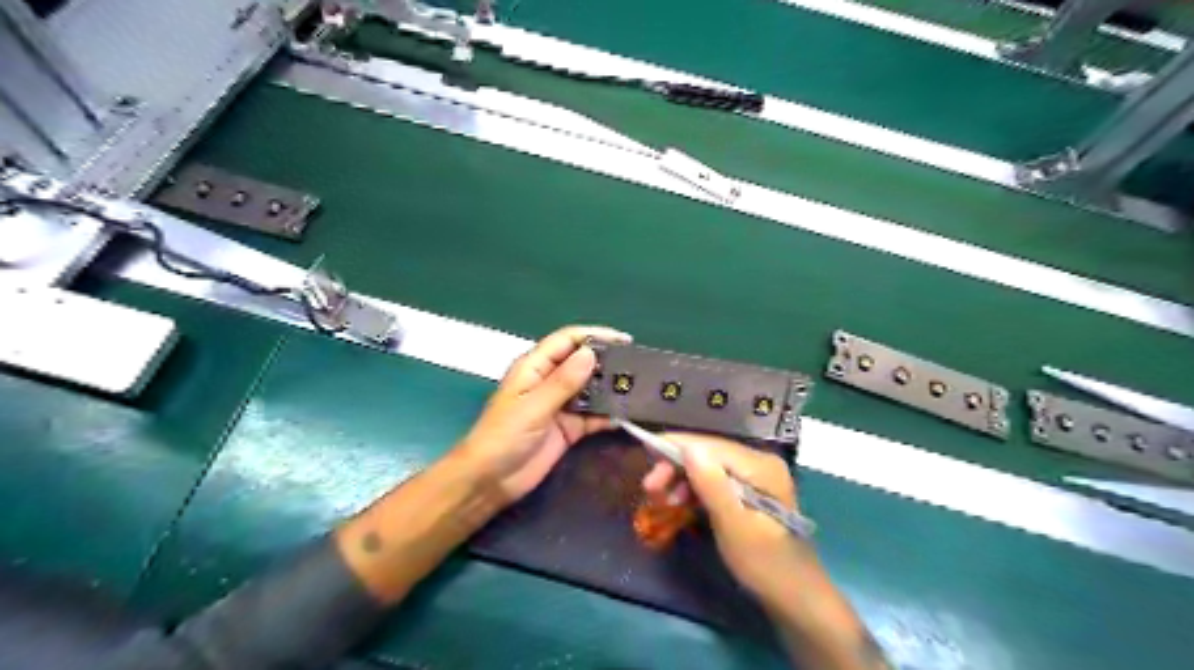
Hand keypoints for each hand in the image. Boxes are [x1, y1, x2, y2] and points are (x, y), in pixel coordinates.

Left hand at [456, 324, 627, 506]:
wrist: (490, 481)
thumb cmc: (503, 437)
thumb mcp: (533, 407)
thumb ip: (563, 382)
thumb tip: (591, 353)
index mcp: (535, 367)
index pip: (567, 341)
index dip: (595, 335)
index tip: (624, 340)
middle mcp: (550, 381)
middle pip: (583, 362)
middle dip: (608, 362)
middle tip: (638, 365)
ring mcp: (561, 405)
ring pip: (591, 389)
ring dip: (612, 388)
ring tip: (641, 387)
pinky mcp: (569, 428)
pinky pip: (594, 416)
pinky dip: (610, 414)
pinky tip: (629, 414)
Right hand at [640, 431, 816, 603]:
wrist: (795, 597)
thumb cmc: (764, 563)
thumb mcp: (733, 525)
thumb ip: (711, 484)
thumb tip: (688, 449)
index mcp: (760, 466)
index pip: (711, 446)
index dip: (677, 445)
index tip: (645, 448)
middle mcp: (759, 463)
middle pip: (709, 454)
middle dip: (676, 466)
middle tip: (649, 487)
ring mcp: (756, 477)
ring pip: (709, 467)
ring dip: (682, 479)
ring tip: (659, 499)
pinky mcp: (749, 492)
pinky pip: (716, 481)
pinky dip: (695, 490)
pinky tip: (679, 503)